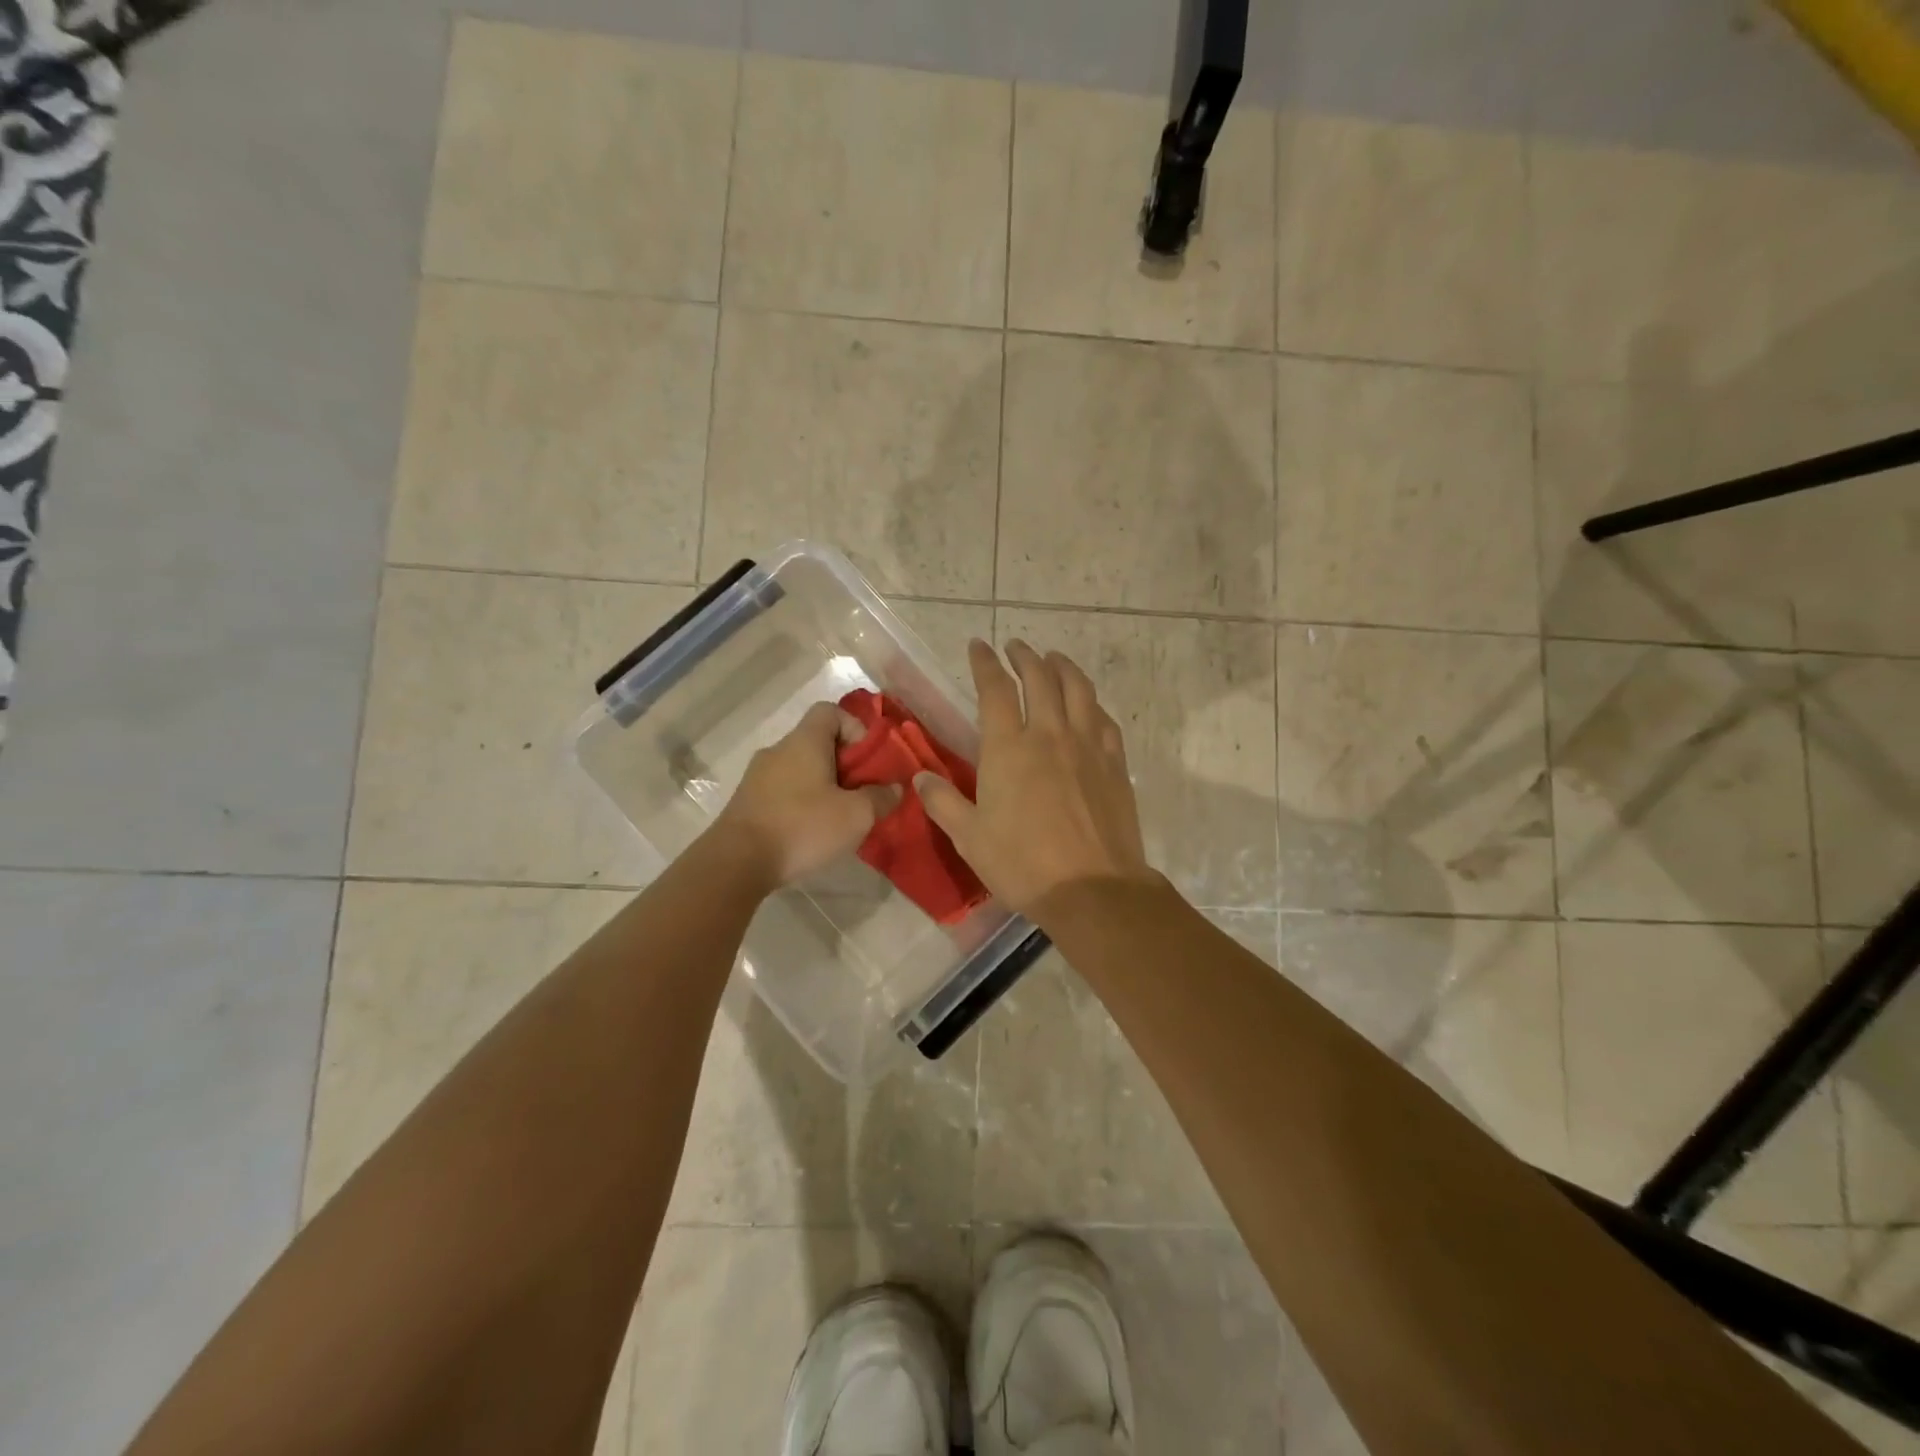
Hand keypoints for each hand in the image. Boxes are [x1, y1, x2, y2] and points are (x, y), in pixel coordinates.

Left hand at [714, 702, 900, 889]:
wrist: (736, 862)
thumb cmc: (802, 827)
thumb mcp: (856, 815)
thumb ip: (881, 798)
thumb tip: (894, 789)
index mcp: (804, 741)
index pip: (830, 711)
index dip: (855, 728)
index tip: (868, 761)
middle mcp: (778, 750)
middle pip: (817, 742)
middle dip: (844, 765)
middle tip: (861, 795)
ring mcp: (757, 776)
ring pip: (799, 769)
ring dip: (822, 786)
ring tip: (838, 818)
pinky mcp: (746, 802)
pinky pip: (782, 791)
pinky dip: (800, 804)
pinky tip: (809, 833)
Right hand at [917, 639, 1154, 918]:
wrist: (1092, 888)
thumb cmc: (1023, 864)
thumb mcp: (970, 838)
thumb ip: (943, 802)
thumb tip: (920, 777)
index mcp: (1009, 748)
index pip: (995, 689)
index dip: (985, 663)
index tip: (978, 646)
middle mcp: (1049, 735)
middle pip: (1040, 678)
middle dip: (1025, 656)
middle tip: (1016, 647)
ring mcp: (1087, 746)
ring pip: (1078, 689)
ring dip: (1063, 667)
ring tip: (1054, 659)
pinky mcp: (1114, 763)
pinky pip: (1103, 719)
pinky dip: (1092, 702)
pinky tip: (1088, 705)